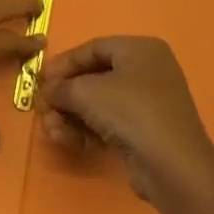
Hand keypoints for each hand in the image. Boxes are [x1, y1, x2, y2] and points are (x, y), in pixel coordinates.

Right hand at [37, 37, 213, 202]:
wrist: (173, 166)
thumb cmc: (131, 111)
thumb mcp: (87, 92)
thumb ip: (62, 87)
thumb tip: (47, 91)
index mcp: (140, 49)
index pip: (93, 48)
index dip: (64, 62)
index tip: (40, 78)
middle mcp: (148, 71)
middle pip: (95, 77)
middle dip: (65, 94)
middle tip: (43, 107)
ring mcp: (149, 103)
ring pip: (100, 104)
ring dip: (71, 116)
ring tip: (50, 129)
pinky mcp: (146, 133)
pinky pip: (110, 124)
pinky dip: (87, 130)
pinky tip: (65, 140)